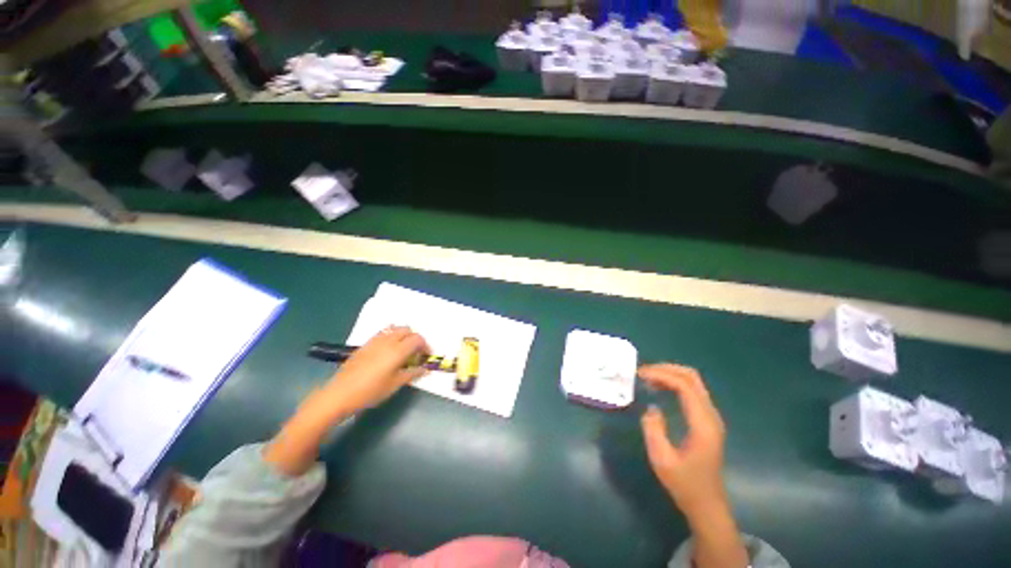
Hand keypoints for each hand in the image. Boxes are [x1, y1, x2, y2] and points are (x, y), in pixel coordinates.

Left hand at [264, 327, 428, 476]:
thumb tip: (425, 369)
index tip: (426, 356)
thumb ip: (413, 374)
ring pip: (395, 329)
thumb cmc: (370, 391)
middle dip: (415, 338)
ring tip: (403, 350)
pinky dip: (392, 336)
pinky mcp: (365, 344)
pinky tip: (388, 351)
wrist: (339, 394)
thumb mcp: (395, 385)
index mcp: (398, 350)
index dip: (426, 346)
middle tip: (416, 353)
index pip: (418, 339)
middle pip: (408, 330)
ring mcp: (375, 340)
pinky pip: (384, 333)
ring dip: (404, 335)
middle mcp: (388, 340)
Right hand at [640, 363, 726, 516]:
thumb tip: (652, 408)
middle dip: (666, 369)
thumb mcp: (662, 460)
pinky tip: (661, 389)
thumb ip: (653, 429)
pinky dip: (675, 383)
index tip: (641, 374)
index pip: (685, 386)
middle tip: (644, 372)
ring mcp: (712, 417)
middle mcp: (711, 416)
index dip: (662, 375)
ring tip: (649, 378)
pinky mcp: (708, 420)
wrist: (707, 504)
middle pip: (692, 378)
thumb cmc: (684, 484)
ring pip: (694, 382)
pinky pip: (693, 391)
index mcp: (702, 424)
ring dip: (670, 375)